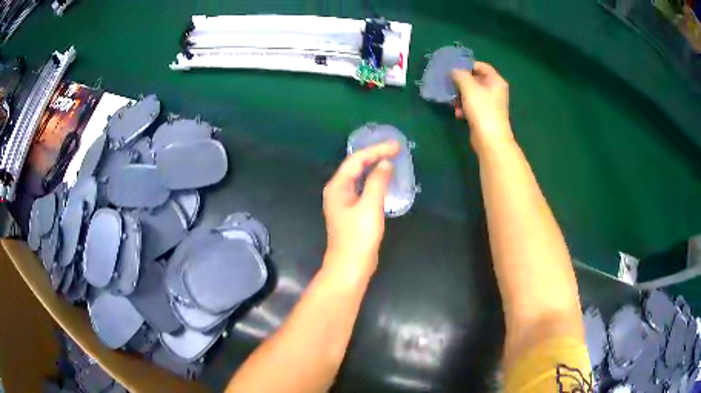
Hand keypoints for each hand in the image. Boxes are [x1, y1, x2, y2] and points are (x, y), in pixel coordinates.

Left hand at [322, 141, 399, 278]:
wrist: (350, 266)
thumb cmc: (358, 236)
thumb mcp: (370, 206)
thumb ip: (377, 182)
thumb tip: (385, 164)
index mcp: (337, 186)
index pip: (356, 160)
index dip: (376, 150)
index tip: (396, 146)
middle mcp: (338, 191)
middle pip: (356, 166)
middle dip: (375, 155)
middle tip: (396, 149)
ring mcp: (344, 202)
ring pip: (360, 178)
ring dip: (375, 167)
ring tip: (392, 159)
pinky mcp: (352, 212)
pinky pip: (363, 189)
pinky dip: (375, 182)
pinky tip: (384, 181)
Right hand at [452, 62, 512, 150]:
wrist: (490, 139)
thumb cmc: (482, 109)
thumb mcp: (469, 87)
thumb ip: (460, 75)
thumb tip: (454, 71)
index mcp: (496, 81)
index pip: (481, 66)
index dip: (467, 65)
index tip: (453, 68)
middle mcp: (495, 90)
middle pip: (475, 80)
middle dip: (461, 82)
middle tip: (449, 84)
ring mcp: (490, 104)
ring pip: (471, 93)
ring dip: (460, 96)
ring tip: (453, 102)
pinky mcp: (484, 115)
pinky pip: (471, 106)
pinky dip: (464, 107)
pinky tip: (458, 114)